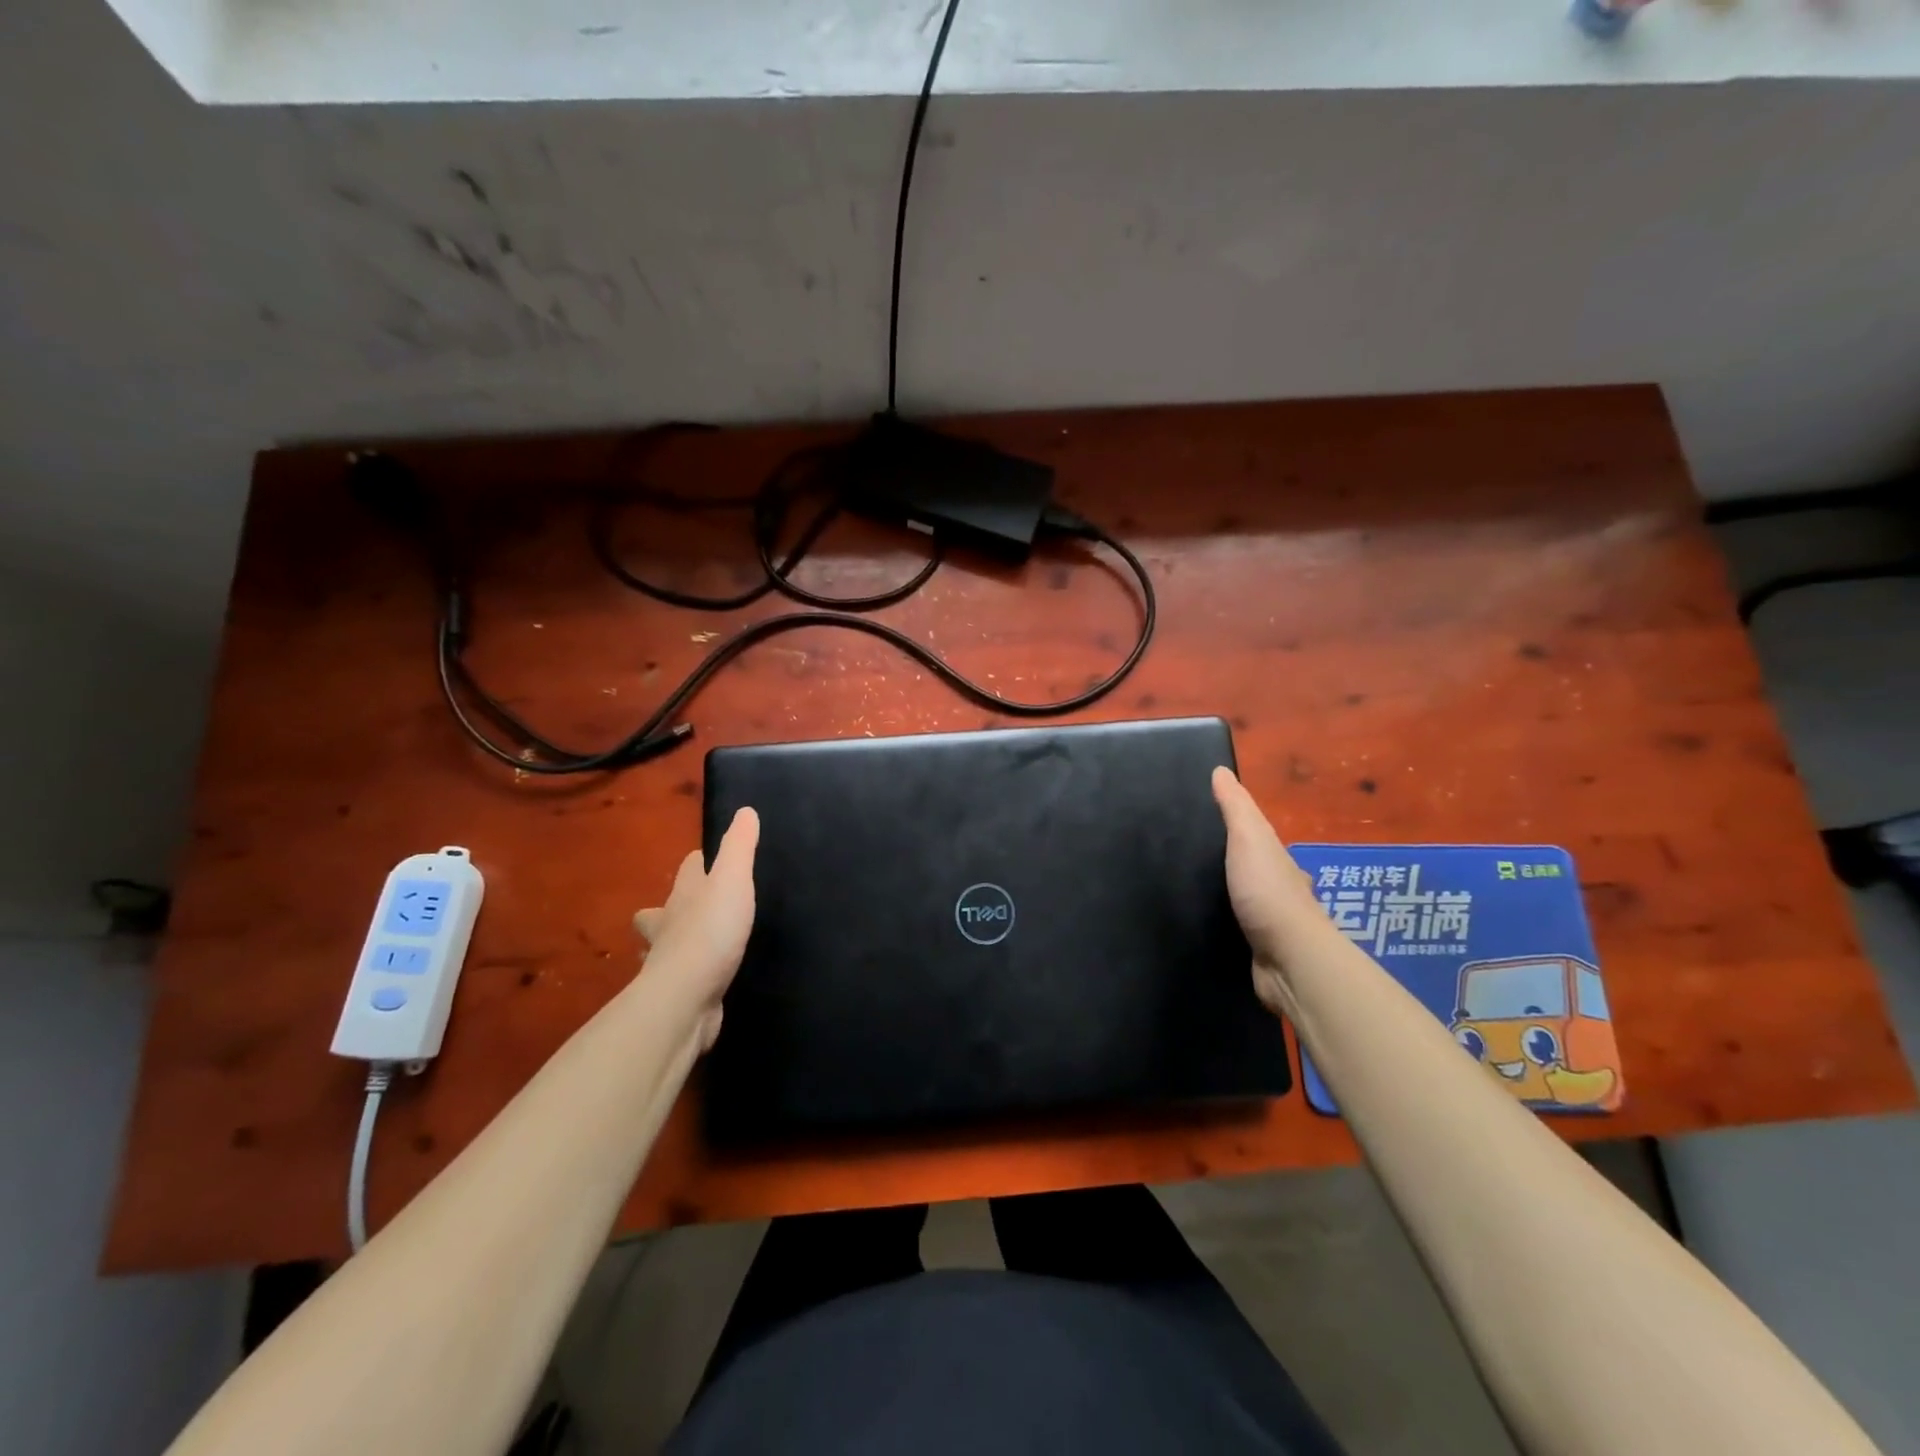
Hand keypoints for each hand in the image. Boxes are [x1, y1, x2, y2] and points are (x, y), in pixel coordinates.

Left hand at [633, 807, 758, 1050]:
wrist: (686, 997)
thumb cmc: (711, 931)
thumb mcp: (732, 880)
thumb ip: (740, 847)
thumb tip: (745, 810)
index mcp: (684, 894)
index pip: (688, 868)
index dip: (698, 862)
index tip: (708, 859)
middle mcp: (668, 925)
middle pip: (663, 908)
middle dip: (673, 904)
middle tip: (692, 906)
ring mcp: (668, 961)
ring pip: (664, 945)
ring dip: (672, 942)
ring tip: (691, 944)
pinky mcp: (677, 993)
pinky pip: (681, 978)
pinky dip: (687, 976)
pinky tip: (701, 980)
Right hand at [1211, 767, 1326, 1014]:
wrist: (1288, 959)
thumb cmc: (1268, 892)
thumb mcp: (1249, 838)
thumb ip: (1235, 807)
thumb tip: (1220, 769)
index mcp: (1280, 861)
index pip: (1257, 839)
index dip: (1236, 829)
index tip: (1204, 823)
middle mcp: (1281, 891)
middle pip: (1252, 870)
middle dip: (1229, 865)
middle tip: (1189, 858)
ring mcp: (1272, 925)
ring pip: (1245, 903)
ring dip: (1226, 898)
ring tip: (1188, 891)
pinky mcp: (1259, 953)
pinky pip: (1236, 932)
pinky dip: (1223, 926)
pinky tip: (1203, 925)